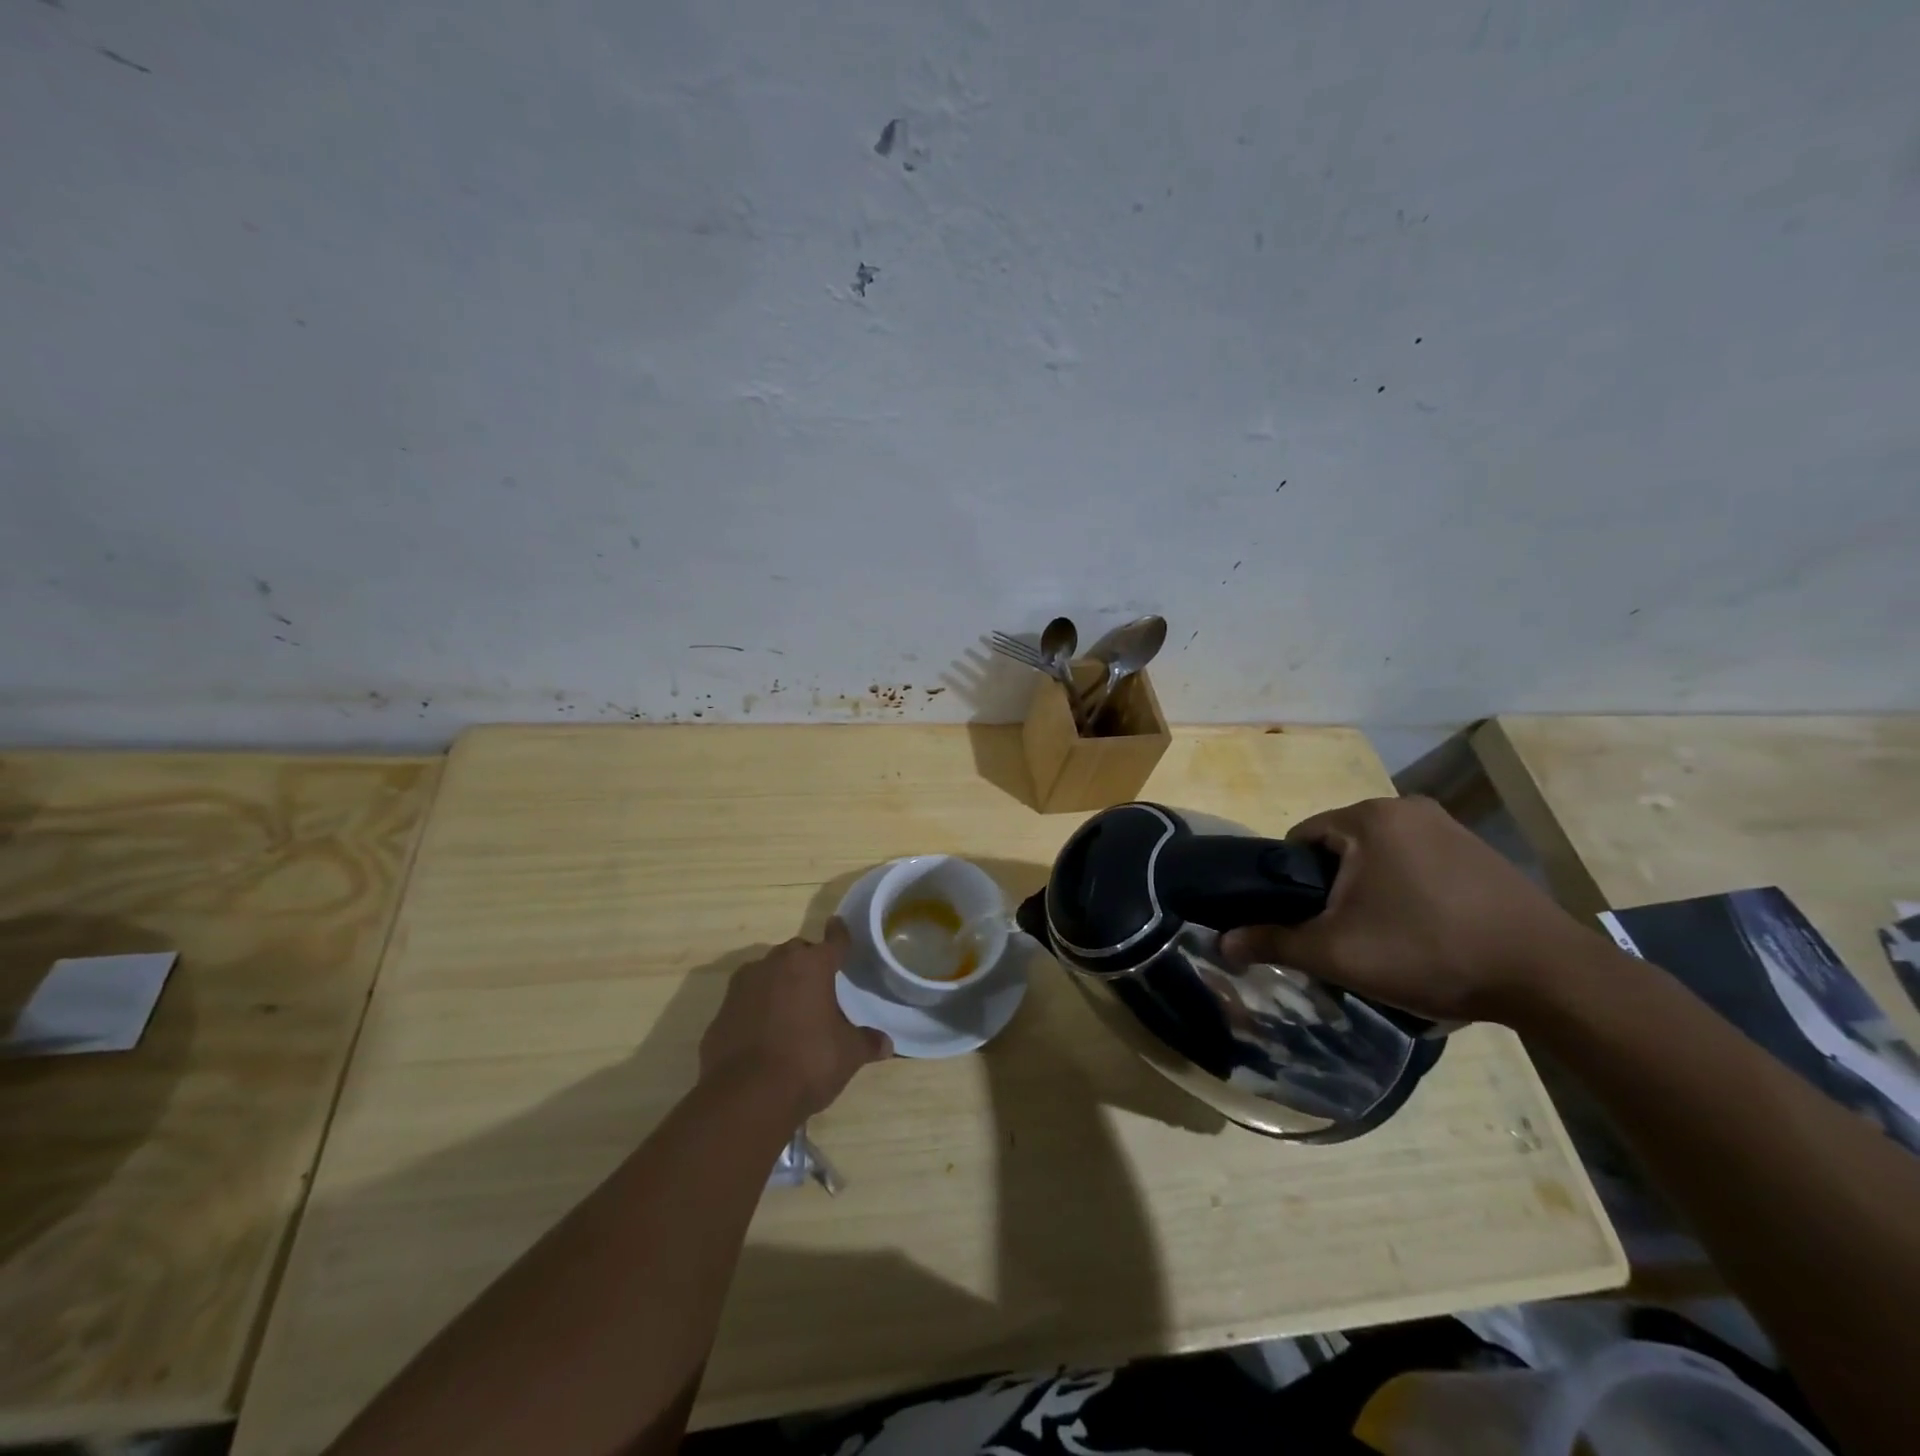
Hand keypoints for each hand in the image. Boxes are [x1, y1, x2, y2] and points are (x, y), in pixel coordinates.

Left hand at [698, 919, 891, 1118]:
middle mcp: (776, 964)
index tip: (838, 924)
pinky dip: (755, 1009)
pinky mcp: (721, 1012)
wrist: (746, 1096)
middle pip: (796, 952)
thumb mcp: (848, 1055)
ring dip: (779, 983)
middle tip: (819, 984)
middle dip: (807, 962)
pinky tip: (764, 1033)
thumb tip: (886, 1043)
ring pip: (766, 972)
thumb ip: (866, 1042)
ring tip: (791, 1008)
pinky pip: (745, 1001)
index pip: (833, 942)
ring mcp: (743, 986)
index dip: (839, 935)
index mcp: (812, 966)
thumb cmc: (808, 1062)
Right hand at [1220, 796, 1604, 1024]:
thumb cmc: (1429, 951)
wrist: (1550, 977)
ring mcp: (1448, 827)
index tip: (1305, 921)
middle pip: (1340, 847)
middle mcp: (1406, 808)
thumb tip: (1222, 943)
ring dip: (1369, 890)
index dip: (1291, 882)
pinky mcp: (1479, 851)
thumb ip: (1274, 942)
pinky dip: (1406, 890)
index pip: (1300, 839)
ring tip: (1384, 938)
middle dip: (1333, 888)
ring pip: (1379, 856)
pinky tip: (1424, 930)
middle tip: (1343, 935)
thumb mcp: (1338, 952)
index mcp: (1368, 818)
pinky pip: (1417, 863)